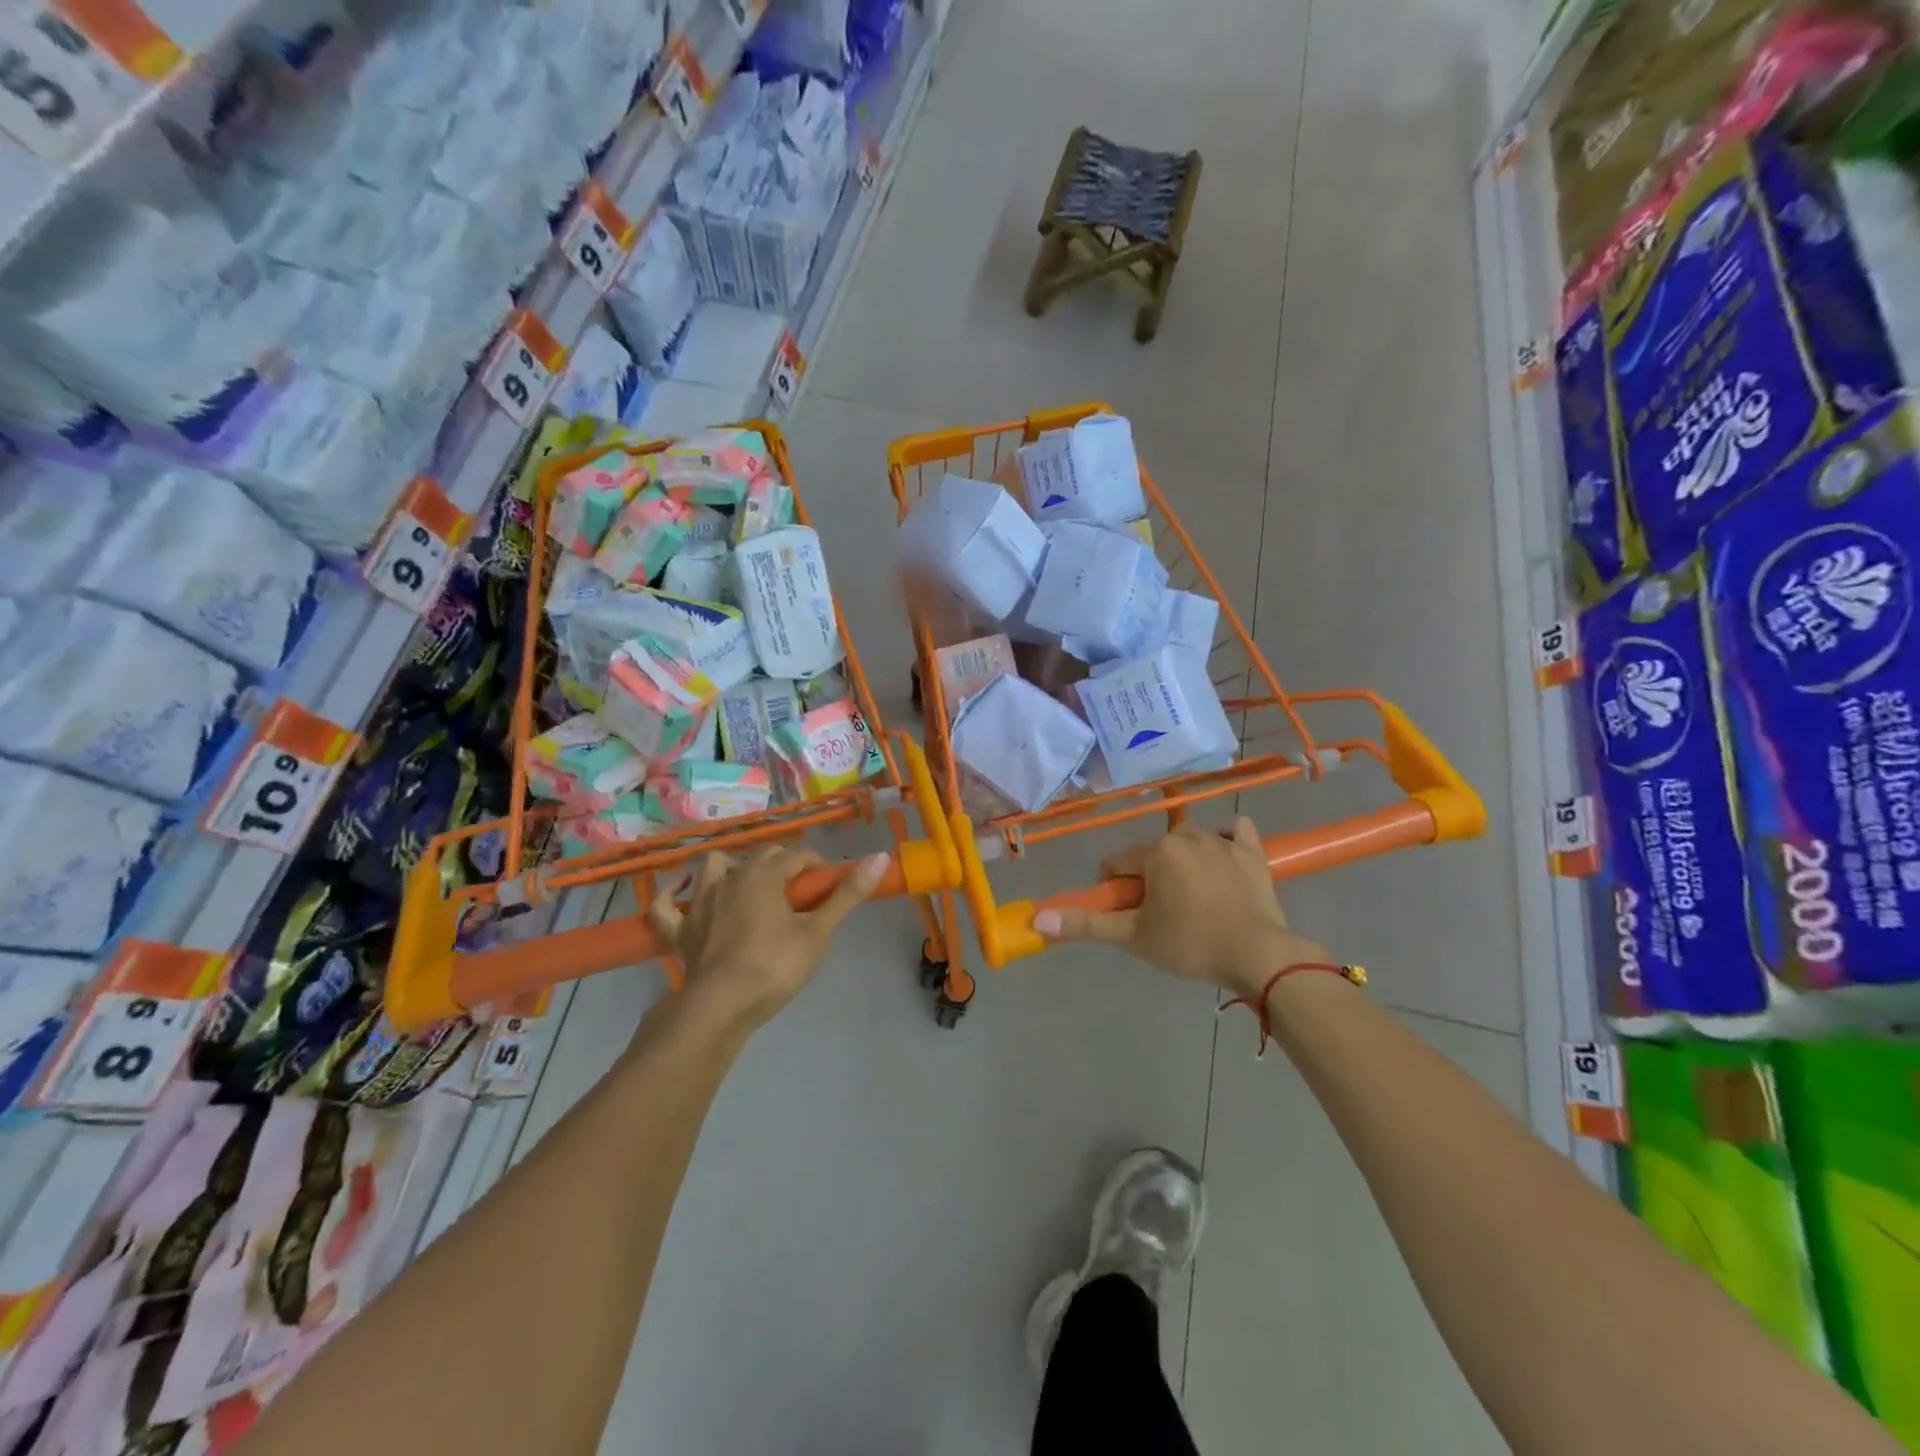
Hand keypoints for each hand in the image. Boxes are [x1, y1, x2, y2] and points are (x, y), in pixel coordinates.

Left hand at [648, 847, 888, 1030]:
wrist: (720, 1006)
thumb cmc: (775, 966)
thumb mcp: (818, 932)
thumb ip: (847, 894)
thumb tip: (881, 856)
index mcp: (765, 874)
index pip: (798, 856)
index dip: (817, 868)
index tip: (828, 890)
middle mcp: (731, 877)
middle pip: (762, 858)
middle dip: (783, 868)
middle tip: (799, 898)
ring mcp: (699, 902)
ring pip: (714, 867)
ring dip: (731, 870)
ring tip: (747, 889)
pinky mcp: (679, 930)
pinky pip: (666, 906)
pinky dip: (672, 898)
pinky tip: (680, 898)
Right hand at [1032, 817, 1328, 999]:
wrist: (1259, 955)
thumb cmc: (1191, 944)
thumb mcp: (1133, 937)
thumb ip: (1086, 924)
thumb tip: (1038, 920)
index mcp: (1155, 852)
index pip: (1117, 865)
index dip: (1116, 891)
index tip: (1129, 917)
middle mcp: (1185, 835)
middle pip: (1152, 854)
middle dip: (1150, 879)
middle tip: (1162, 915)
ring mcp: (1222, 839)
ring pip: (1188, 843)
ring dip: (1183, 863)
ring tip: (1194, 900)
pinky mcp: (1252, 850)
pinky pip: (1234, 832)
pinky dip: (1226, 841)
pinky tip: (1224, 863)